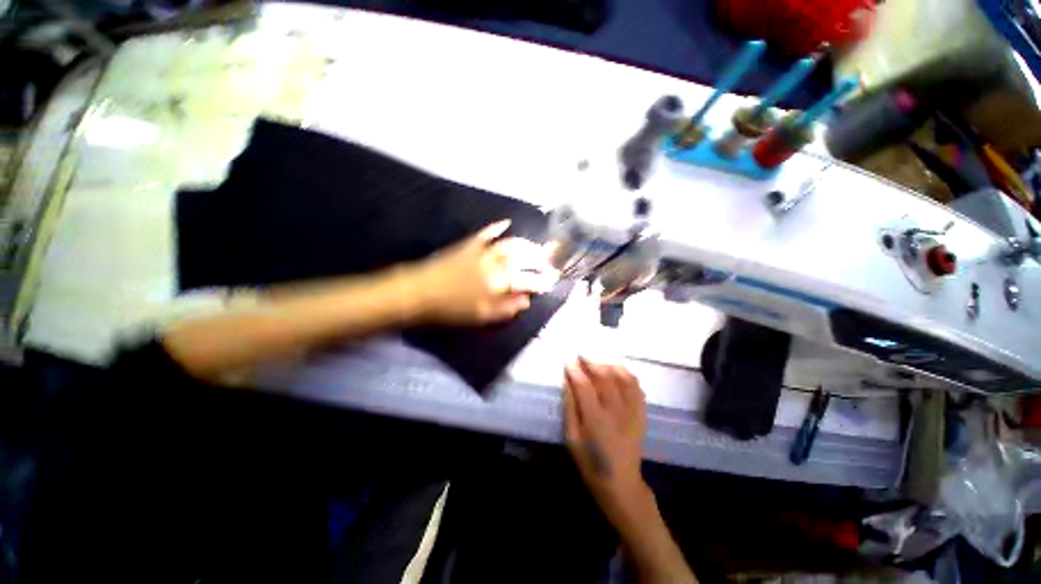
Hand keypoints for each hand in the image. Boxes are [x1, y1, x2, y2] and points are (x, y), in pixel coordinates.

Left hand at [409, 220, 558, 325]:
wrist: (421, 292)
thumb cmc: (451, 309)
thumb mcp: (480, 316)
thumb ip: (505, 308)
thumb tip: (526, 301)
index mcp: (497, 284)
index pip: (527, 281)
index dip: (542, 281)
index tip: (553, 280)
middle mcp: (494, 264)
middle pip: (523, 259)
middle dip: (540, 260)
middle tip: (550, 261)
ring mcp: (481, 252)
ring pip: (509, 244)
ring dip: (526, 244)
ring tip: (536, 246)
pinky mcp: (469, 244)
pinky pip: (486, 233)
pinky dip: (497, 227)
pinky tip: (507, 222)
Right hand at [563, 357, 649, 524]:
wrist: (621, 483)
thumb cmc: (590, 463)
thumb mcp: (571, 439)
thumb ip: (570, 408)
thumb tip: (567, 382)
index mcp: (596, 420)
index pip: (584, 385)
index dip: (575, 370)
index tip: (568, 361)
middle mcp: (617, 412)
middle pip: (605, 377)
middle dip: (591, 362)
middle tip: (581, 356)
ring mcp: (632, 412)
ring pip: (623, 377)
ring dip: (609, 365)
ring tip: (597, 363)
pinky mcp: (641, 414)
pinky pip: (636, 387)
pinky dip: (626, 374)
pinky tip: (616, 371)